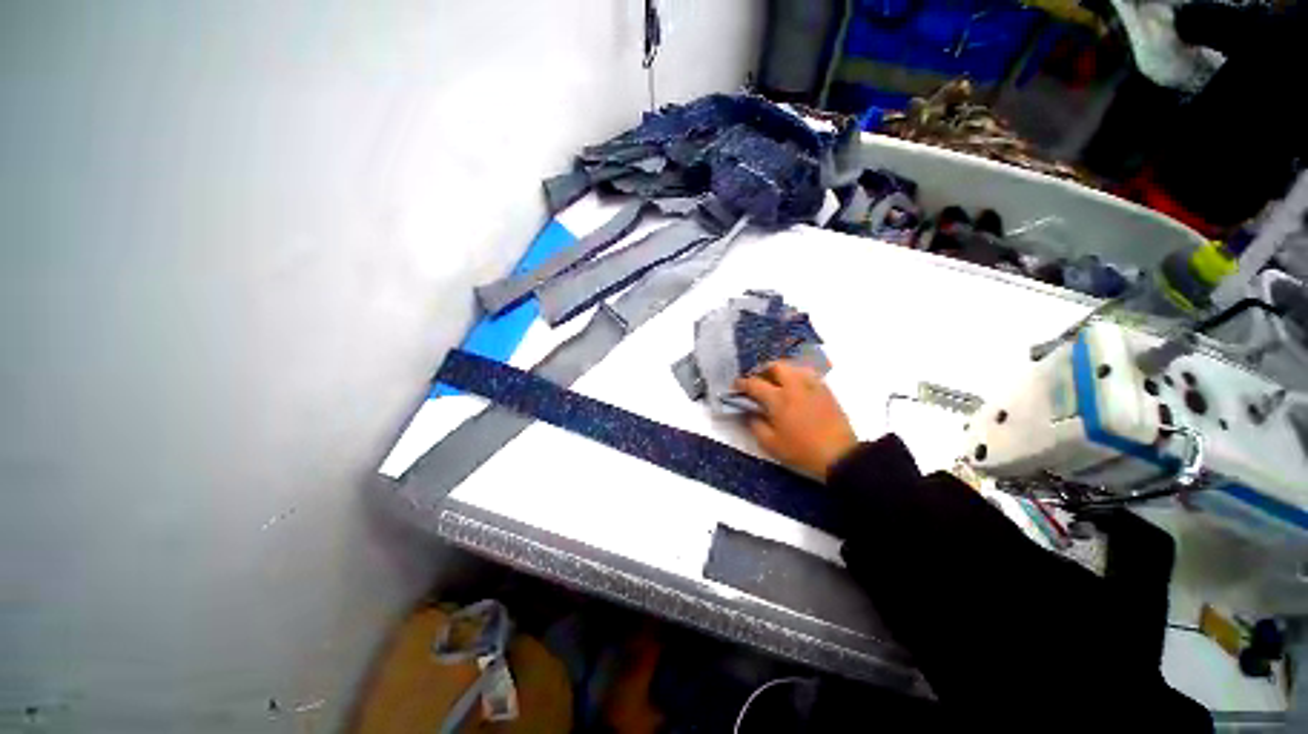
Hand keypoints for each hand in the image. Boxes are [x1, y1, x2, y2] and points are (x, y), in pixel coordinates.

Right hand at [734, 361, 857, 480]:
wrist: (840, 456)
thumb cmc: (801, 451)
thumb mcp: (771, 444)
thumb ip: (755, 425)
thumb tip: (749, 412)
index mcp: (778, 399)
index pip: (755, 383)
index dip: (742, 383)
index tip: (736, 387)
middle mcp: (794, 386)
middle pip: (776, 366)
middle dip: (763, 370)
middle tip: (758, 381)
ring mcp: (812, 386)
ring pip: (794, 367)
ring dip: (781, 371)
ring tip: (776, 383)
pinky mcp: (826, 391)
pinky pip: (808, 375)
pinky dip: (797, 376)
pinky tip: (795, 388)